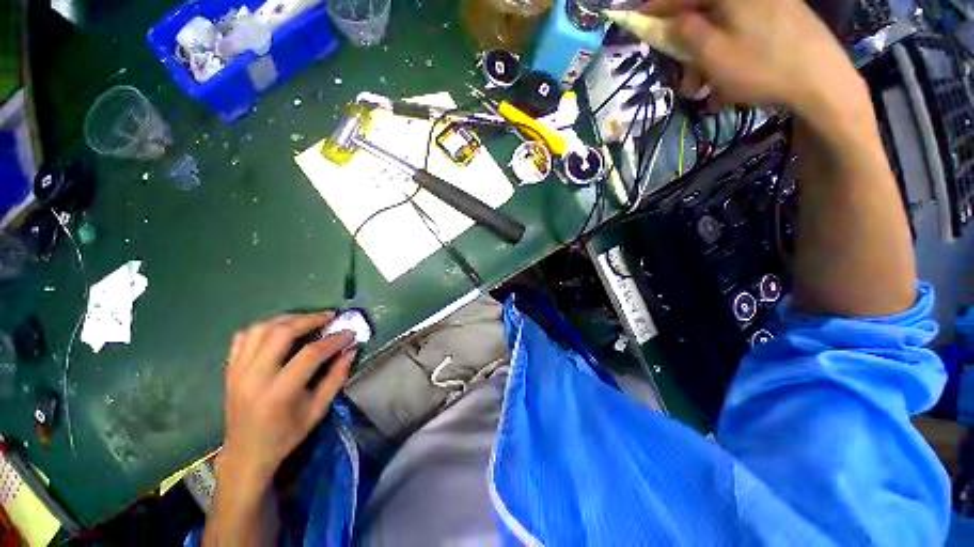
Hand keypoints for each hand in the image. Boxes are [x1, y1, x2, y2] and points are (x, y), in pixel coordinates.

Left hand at [219, 312, 356, 493]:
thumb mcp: (318, 410)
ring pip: (260, 329)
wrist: (245, 453)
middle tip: (330, 316)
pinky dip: (264, 327)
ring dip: (288, 318)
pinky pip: (244, 336)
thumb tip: (351, 350)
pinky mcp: (230, 369)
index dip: (334, 340)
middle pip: (281, 333)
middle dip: (310, 319)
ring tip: (307, 319)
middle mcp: (254, 377)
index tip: (350, 333)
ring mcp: (237, 371)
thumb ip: (336, 377)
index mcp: (278, 392)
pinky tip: (280, 328)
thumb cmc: (286, 435)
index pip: (310, 354)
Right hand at [644, 0, 865, 117]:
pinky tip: (730, 82)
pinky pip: (744, 34)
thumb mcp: (711, 53)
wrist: (823, 82)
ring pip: (723, 28)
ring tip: (706, 91)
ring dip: (708, 59)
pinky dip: (730, 56)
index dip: (657, 8)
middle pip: (705, 13)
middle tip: (684, 79)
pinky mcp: (784, 17)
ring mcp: (770, 3)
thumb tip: (669, 21)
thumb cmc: (760, 67)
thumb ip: (683, 32)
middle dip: (688, 47)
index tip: (639, 21)